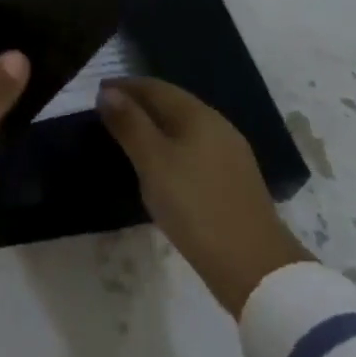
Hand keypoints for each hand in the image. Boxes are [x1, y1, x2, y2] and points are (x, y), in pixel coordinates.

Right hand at [98, 77, 311, 316]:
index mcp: (198, 115)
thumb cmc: (196, 207)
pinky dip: (172, 147)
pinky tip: (163, 166)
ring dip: (156, 126)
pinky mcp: (235, 182)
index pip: (155, 87)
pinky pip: (195, 150)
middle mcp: (217, 126)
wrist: (257, 270)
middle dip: (140, 104)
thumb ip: (130, 124)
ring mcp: (231, 155)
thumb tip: (108, 92)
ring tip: (130, 138)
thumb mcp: (154, 163)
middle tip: (109, 113)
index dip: (125, 86)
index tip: (98, 92)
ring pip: (185, 128)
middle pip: (172, 104)